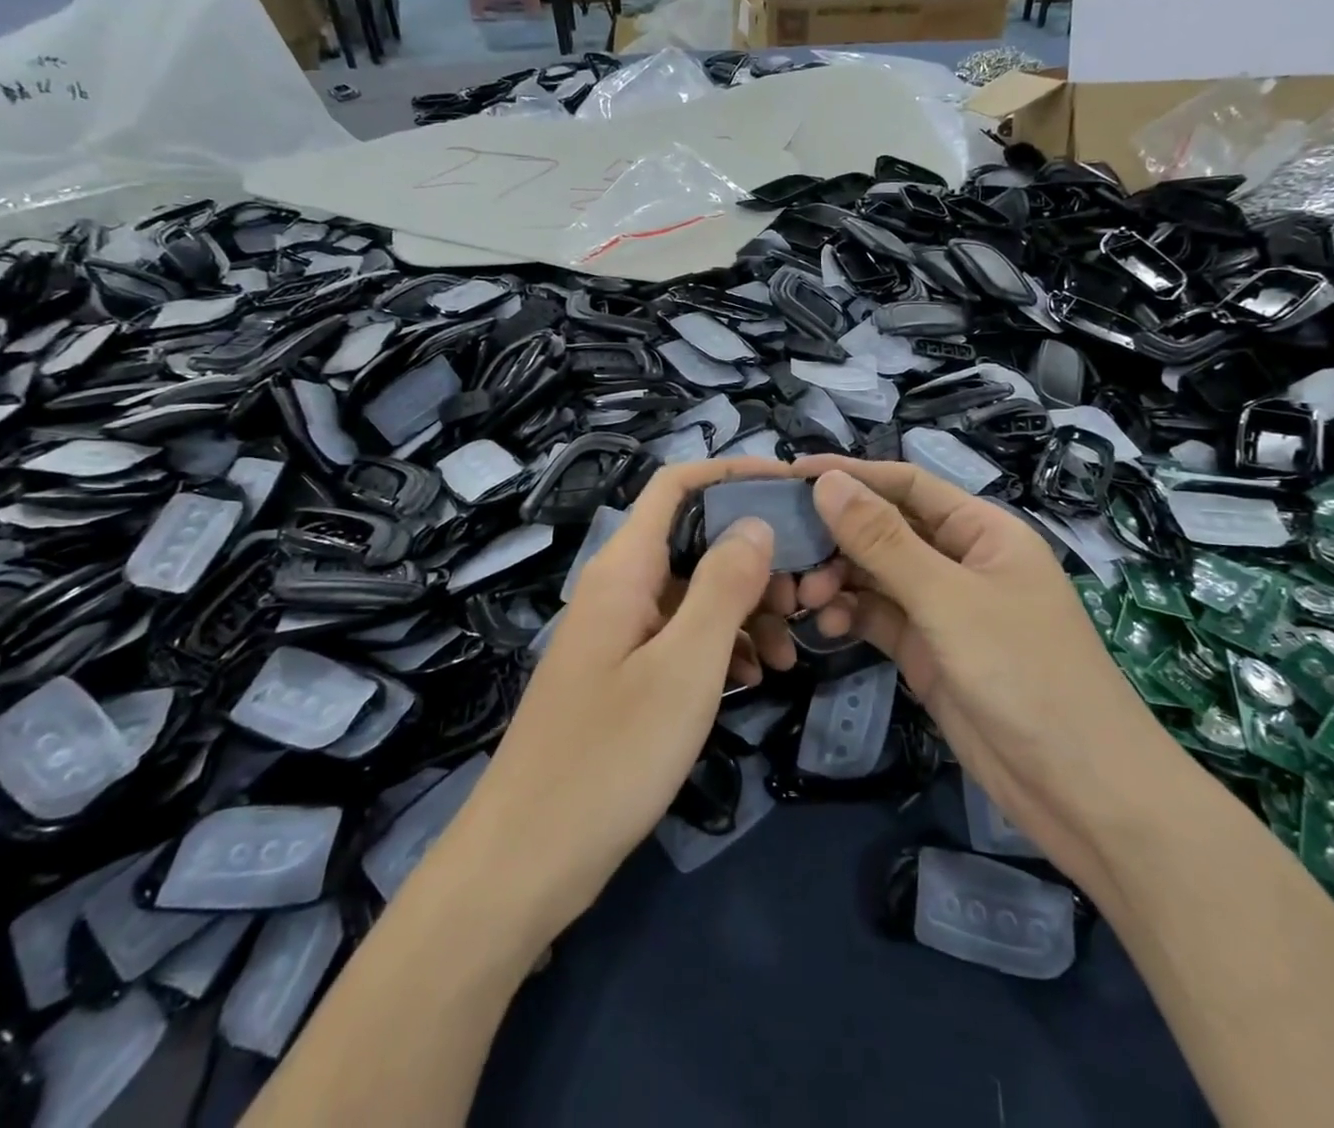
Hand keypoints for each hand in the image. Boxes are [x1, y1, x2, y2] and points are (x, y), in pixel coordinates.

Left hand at [449, 456, 808, 938]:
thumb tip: (757, 522)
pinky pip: (681, 637)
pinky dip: (721, 647)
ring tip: (790, 651)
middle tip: (806, 596)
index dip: (732, 473)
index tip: (792, 487)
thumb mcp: (685, 667)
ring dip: (746, 609)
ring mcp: (619, 633)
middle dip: (754, 556)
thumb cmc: (610, 756)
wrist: (526, 860)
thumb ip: (724, 586)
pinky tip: (753, 679)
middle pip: (694, 539)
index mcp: (624, 569)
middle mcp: (619, 588)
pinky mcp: (623, 674)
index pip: (677, 486)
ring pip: (694, 593)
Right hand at [791, 457, 1188, 889]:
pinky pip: (878, 618)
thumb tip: (828, 481)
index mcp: (981, 531)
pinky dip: (850, 616)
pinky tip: (827, 628)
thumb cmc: (1025, 674)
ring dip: (838, 579)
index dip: (851, 474)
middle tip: (788, 554)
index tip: (792, 473)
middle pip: (885, 529)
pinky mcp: (927, 651)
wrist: (1081, 791)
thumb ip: (884, 541)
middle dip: (837, 536)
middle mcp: (960, 561)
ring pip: (876, 575)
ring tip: (805, 598)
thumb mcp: (949, 600)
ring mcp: (943, 609)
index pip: (907, 484)